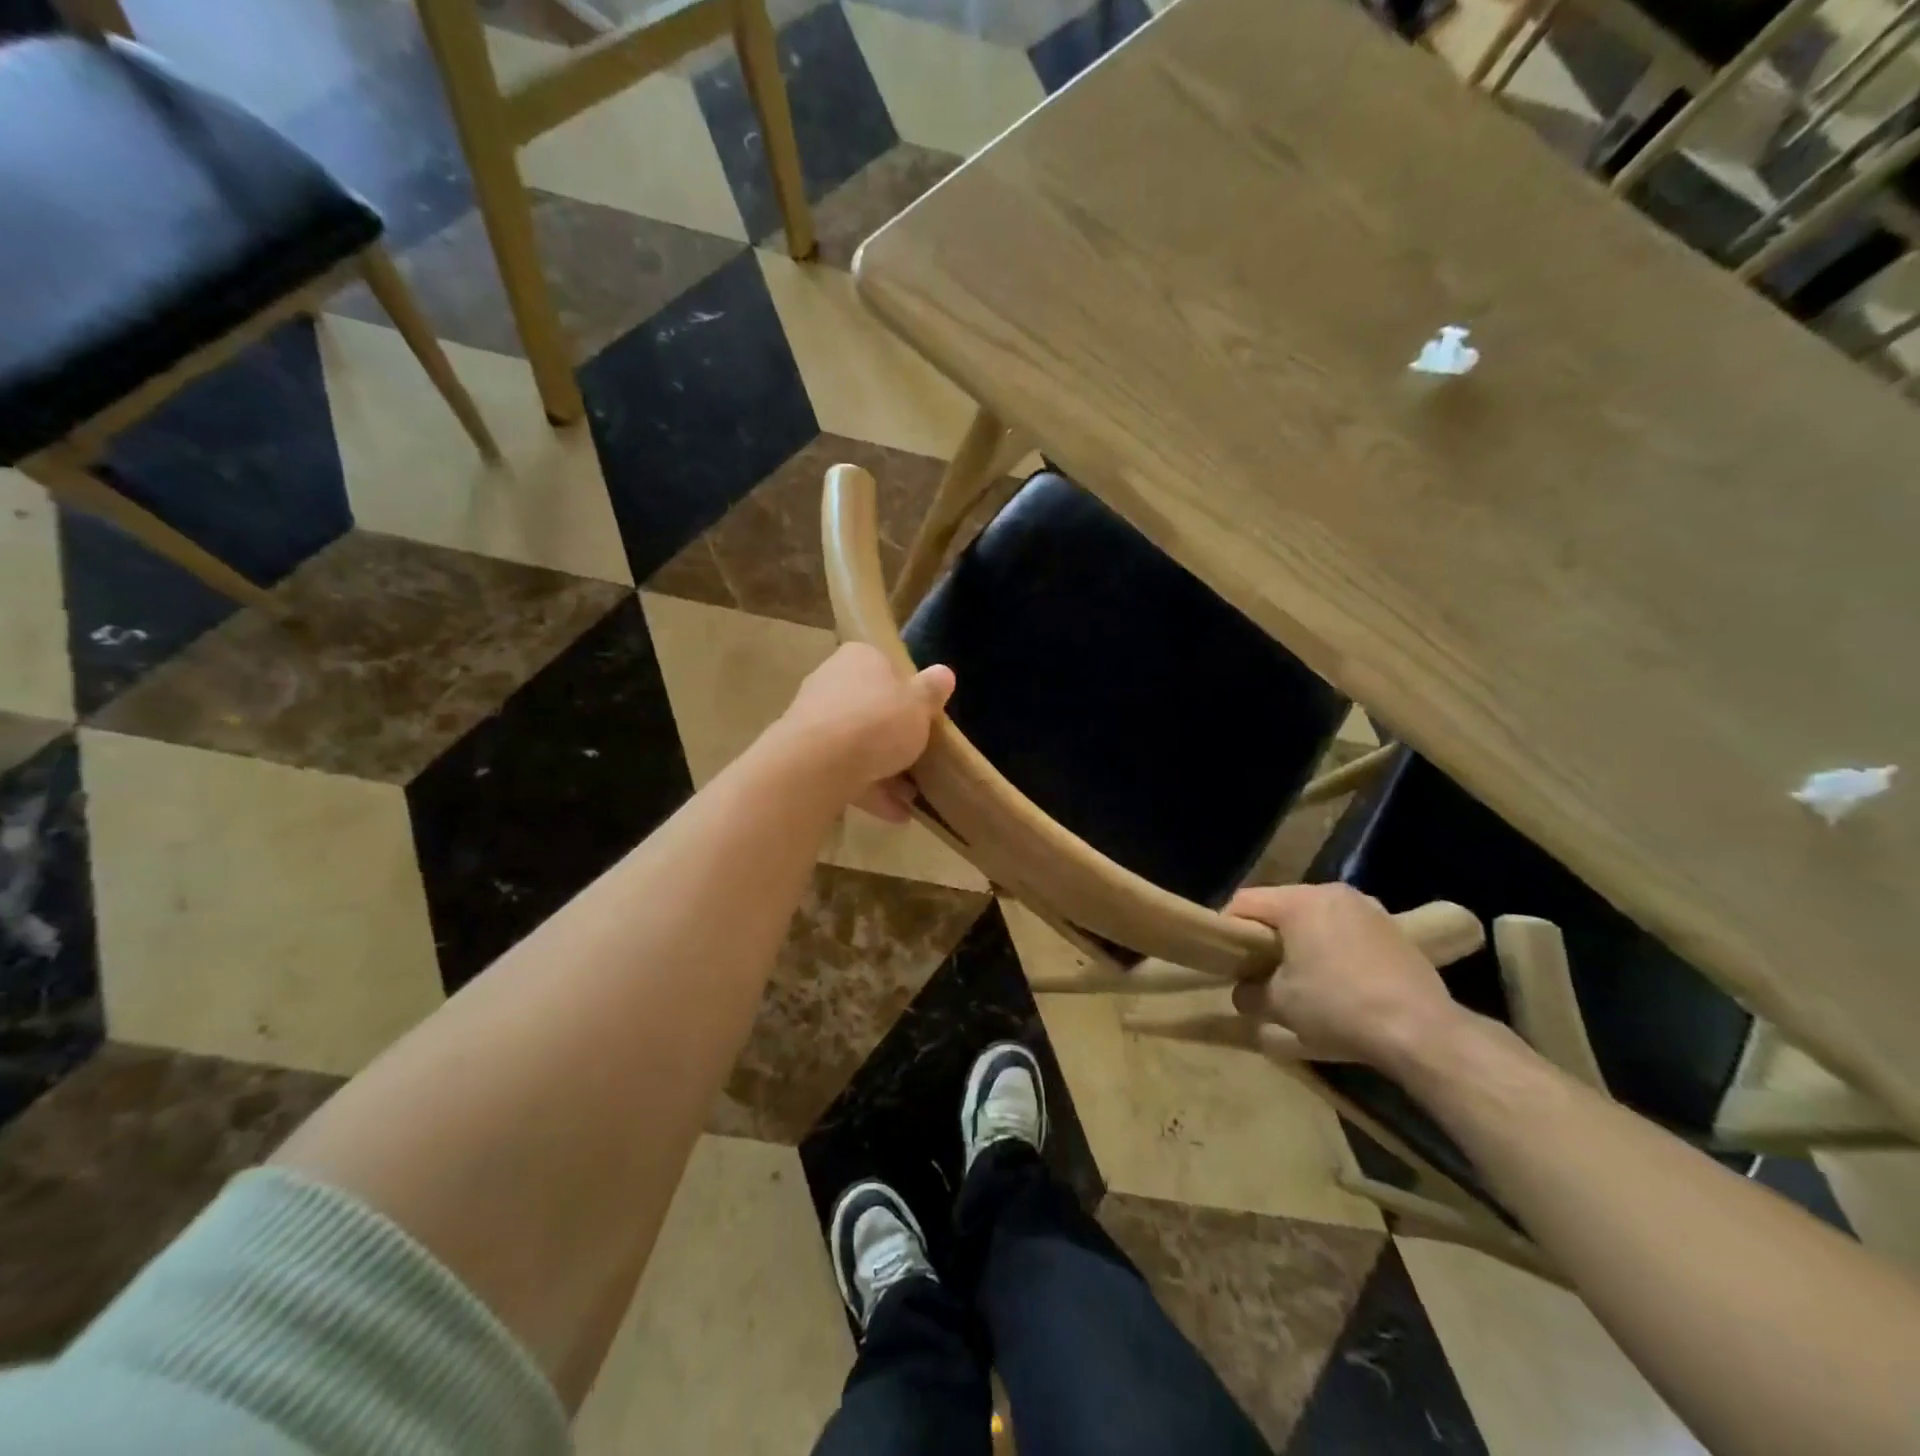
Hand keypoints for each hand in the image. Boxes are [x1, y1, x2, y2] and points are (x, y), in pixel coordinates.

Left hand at [777, 643, 954, 821]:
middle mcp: (831, 682)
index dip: (908, 692)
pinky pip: (844, 770)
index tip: (925, 717)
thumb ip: (932, 691)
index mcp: (859, 658)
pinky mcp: (805, 756)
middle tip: (921, 759)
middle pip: (871, 708)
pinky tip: (895, 813)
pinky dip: (868, 789)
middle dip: (895, 736)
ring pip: (857, 743)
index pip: (887, 667)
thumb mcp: (919, 704)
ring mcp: (814, 720)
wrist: (818, 765)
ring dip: (884, 769)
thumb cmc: (877, 722)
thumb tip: (944, 673)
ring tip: (912, 796)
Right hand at [1225, 884, 1465, 1069]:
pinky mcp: (1396, 931)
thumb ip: (1249, 992)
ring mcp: (1369, 909)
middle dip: (1267, 937)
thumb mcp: (1279, 1004)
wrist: (1422, 1032)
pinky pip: (1348, 932)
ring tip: (1300, 978)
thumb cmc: (1338, 1007)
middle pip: (1282, 908)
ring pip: (1317, 919)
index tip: (1225, 960)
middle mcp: (1333, 893)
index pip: (1244, 902)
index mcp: (1299, 901)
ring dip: (1302, 943)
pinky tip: (1339, 983)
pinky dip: (1334, 950)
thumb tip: (1243, 992)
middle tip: (1258, 970)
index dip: (1227, 929)